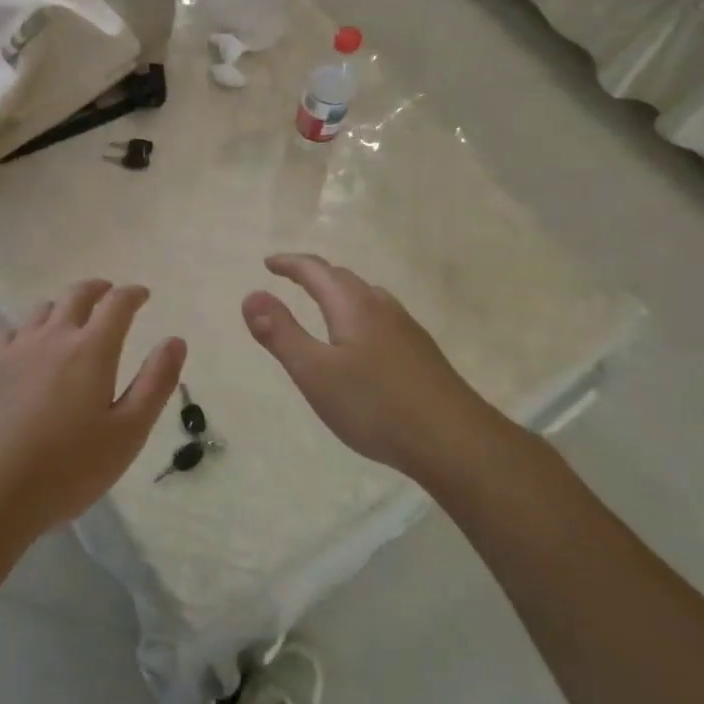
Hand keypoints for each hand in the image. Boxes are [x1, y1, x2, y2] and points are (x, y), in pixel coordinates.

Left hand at [0, 279, 186, 535]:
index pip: (117, 304)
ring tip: (71, 317)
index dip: (132, 294)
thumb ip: (155, 383)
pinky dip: (27, 328)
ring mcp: (15, 349)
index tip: (143, 294)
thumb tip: (175, 340)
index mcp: (92, 349)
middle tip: (109, 293)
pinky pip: (9, 331)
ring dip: (63, 305)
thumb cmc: (68, 467)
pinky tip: (26, 344)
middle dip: (97, 289)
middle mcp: (53, 337)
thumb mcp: (128, 432)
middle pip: (76, 295)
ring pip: (42, 309)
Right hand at [243, 253, 502, 473]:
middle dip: (313, 274)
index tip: (269, 263)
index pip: (315, 271)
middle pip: (343, 278)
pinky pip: (381, 317)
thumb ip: (280, 333)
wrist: (453, 440)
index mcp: (352, 306)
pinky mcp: (420, 352)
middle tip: (290, 279)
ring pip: (366, 297)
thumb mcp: (314, 372)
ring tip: (322, 305)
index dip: (290, 264)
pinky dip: (358, 313)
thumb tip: (251, 295)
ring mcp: (406, 329)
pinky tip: (362, 342)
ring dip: (339, 292)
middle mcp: (381, 307)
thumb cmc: (375, 405)